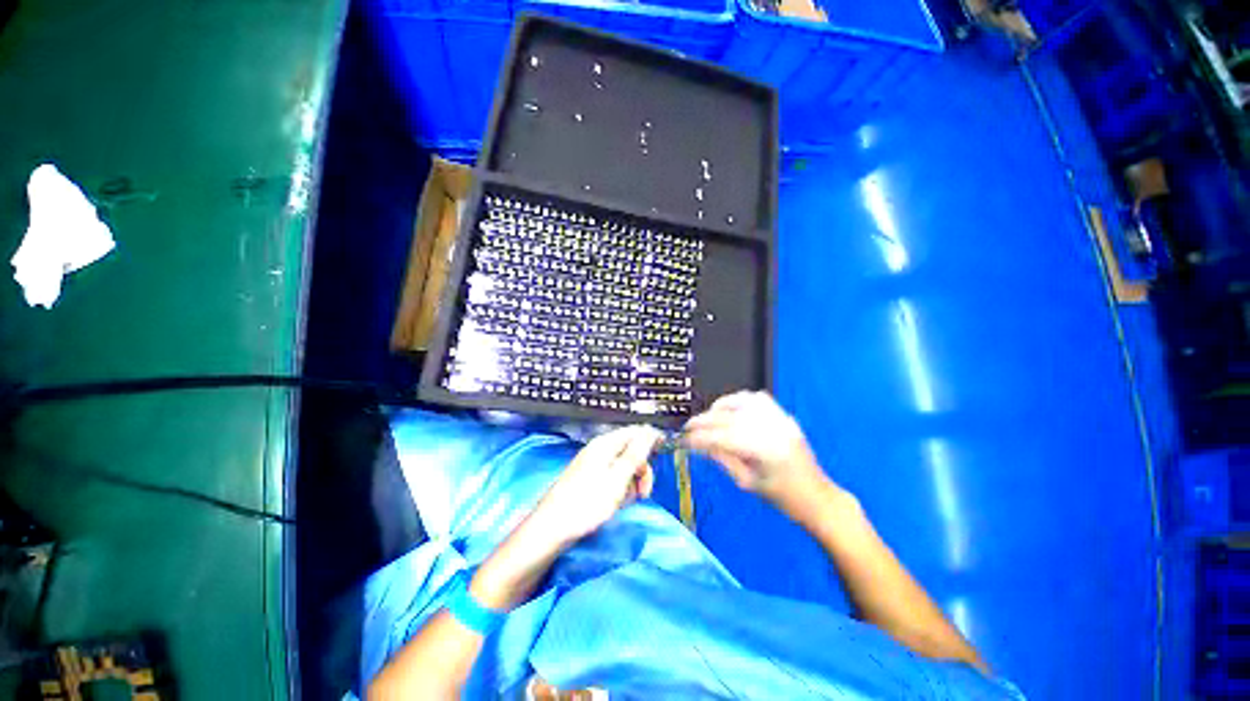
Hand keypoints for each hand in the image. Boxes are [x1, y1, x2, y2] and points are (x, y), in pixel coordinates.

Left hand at [526, 425, 661, 547]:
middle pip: (631, 450)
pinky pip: (613, 478)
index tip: (664, 454)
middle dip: (641, 469)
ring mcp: (593, 465)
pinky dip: (619, 489)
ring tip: (627, 501)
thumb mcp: (617, 479)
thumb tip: (650, 430)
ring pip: (623, 466)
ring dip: (631, 482)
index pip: (635, 431)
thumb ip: (635, 454)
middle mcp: (600, 450)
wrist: (552, 528)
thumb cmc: (587, 503)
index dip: (651, 439)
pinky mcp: (589, 479)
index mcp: (606, 444)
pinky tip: (617, 503)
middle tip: (644, 492)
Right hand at [684, 391, 840, 519]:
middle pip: (727, 417)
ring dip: (720, 406)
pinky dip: (740, 400)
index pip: (719, 436)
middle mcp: (770, 428)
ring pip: (741, 400)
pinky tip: (732, 410)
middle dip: (703, 421)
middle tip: (688, 428)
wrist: (818, 498)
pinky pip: (758, 398)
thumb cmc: (782, 499)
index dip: (697, 437)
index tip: (682, 439)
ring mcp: (779, 419)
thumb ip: (721, 458)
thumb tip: (698, 445)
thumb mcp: (747, 482)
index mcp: (761, 450)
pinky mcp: (784, 416)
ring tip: (709, 417)